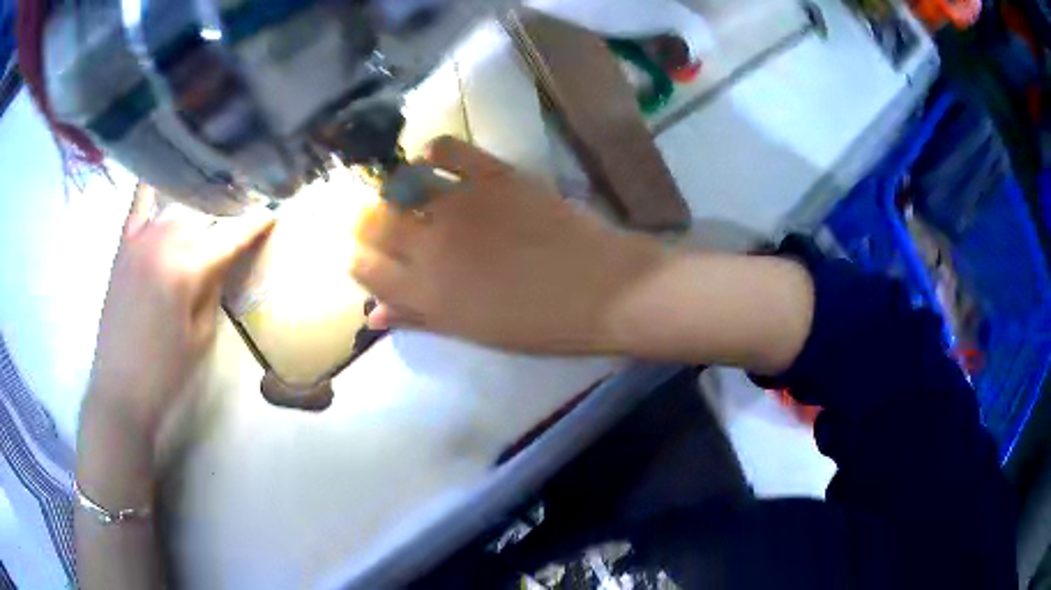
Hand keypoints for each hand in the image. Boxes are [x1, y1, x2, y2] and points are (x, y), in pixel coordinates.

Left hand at [86, 186, 274, 440]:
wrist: (120, 389)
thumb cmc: (165, 372)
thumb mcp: (201, 336)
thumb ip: (213, 289)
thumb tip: (221, 260)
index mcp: (186, 268)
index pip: (229, 237)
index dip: (255, 224)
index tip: (273, 211)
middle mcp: (162, 242)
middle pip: (202, 218)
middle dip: (225, 218)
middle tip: (241, 220)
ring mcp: (139, 240)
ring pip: (176, 209)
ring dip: (196, 210)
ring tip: (211, 207)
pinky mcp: (122, 247)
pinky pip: (138, 204)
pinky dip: (152, 189)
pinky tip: (164, 180)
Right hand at [351, 137, 665, 353]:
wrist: (602, 288)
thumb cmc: (539, 323)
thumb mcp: (471, 332)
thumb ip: (418, 318)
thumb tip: (373, 315)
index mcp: (425, 293)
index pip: (362, 267)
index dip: (358, 258)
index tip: (367, 255)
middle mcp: (430, 245)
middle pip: (373, 222)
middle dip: (368, 222)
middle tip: (385, 224)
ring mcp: (460, 204)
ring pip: (400, 184)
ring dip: (397, 189)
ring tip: (411, 194)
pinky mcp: (492, 174)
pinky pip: (446, 149)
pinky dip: (435, 152)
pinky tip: (438, 161)